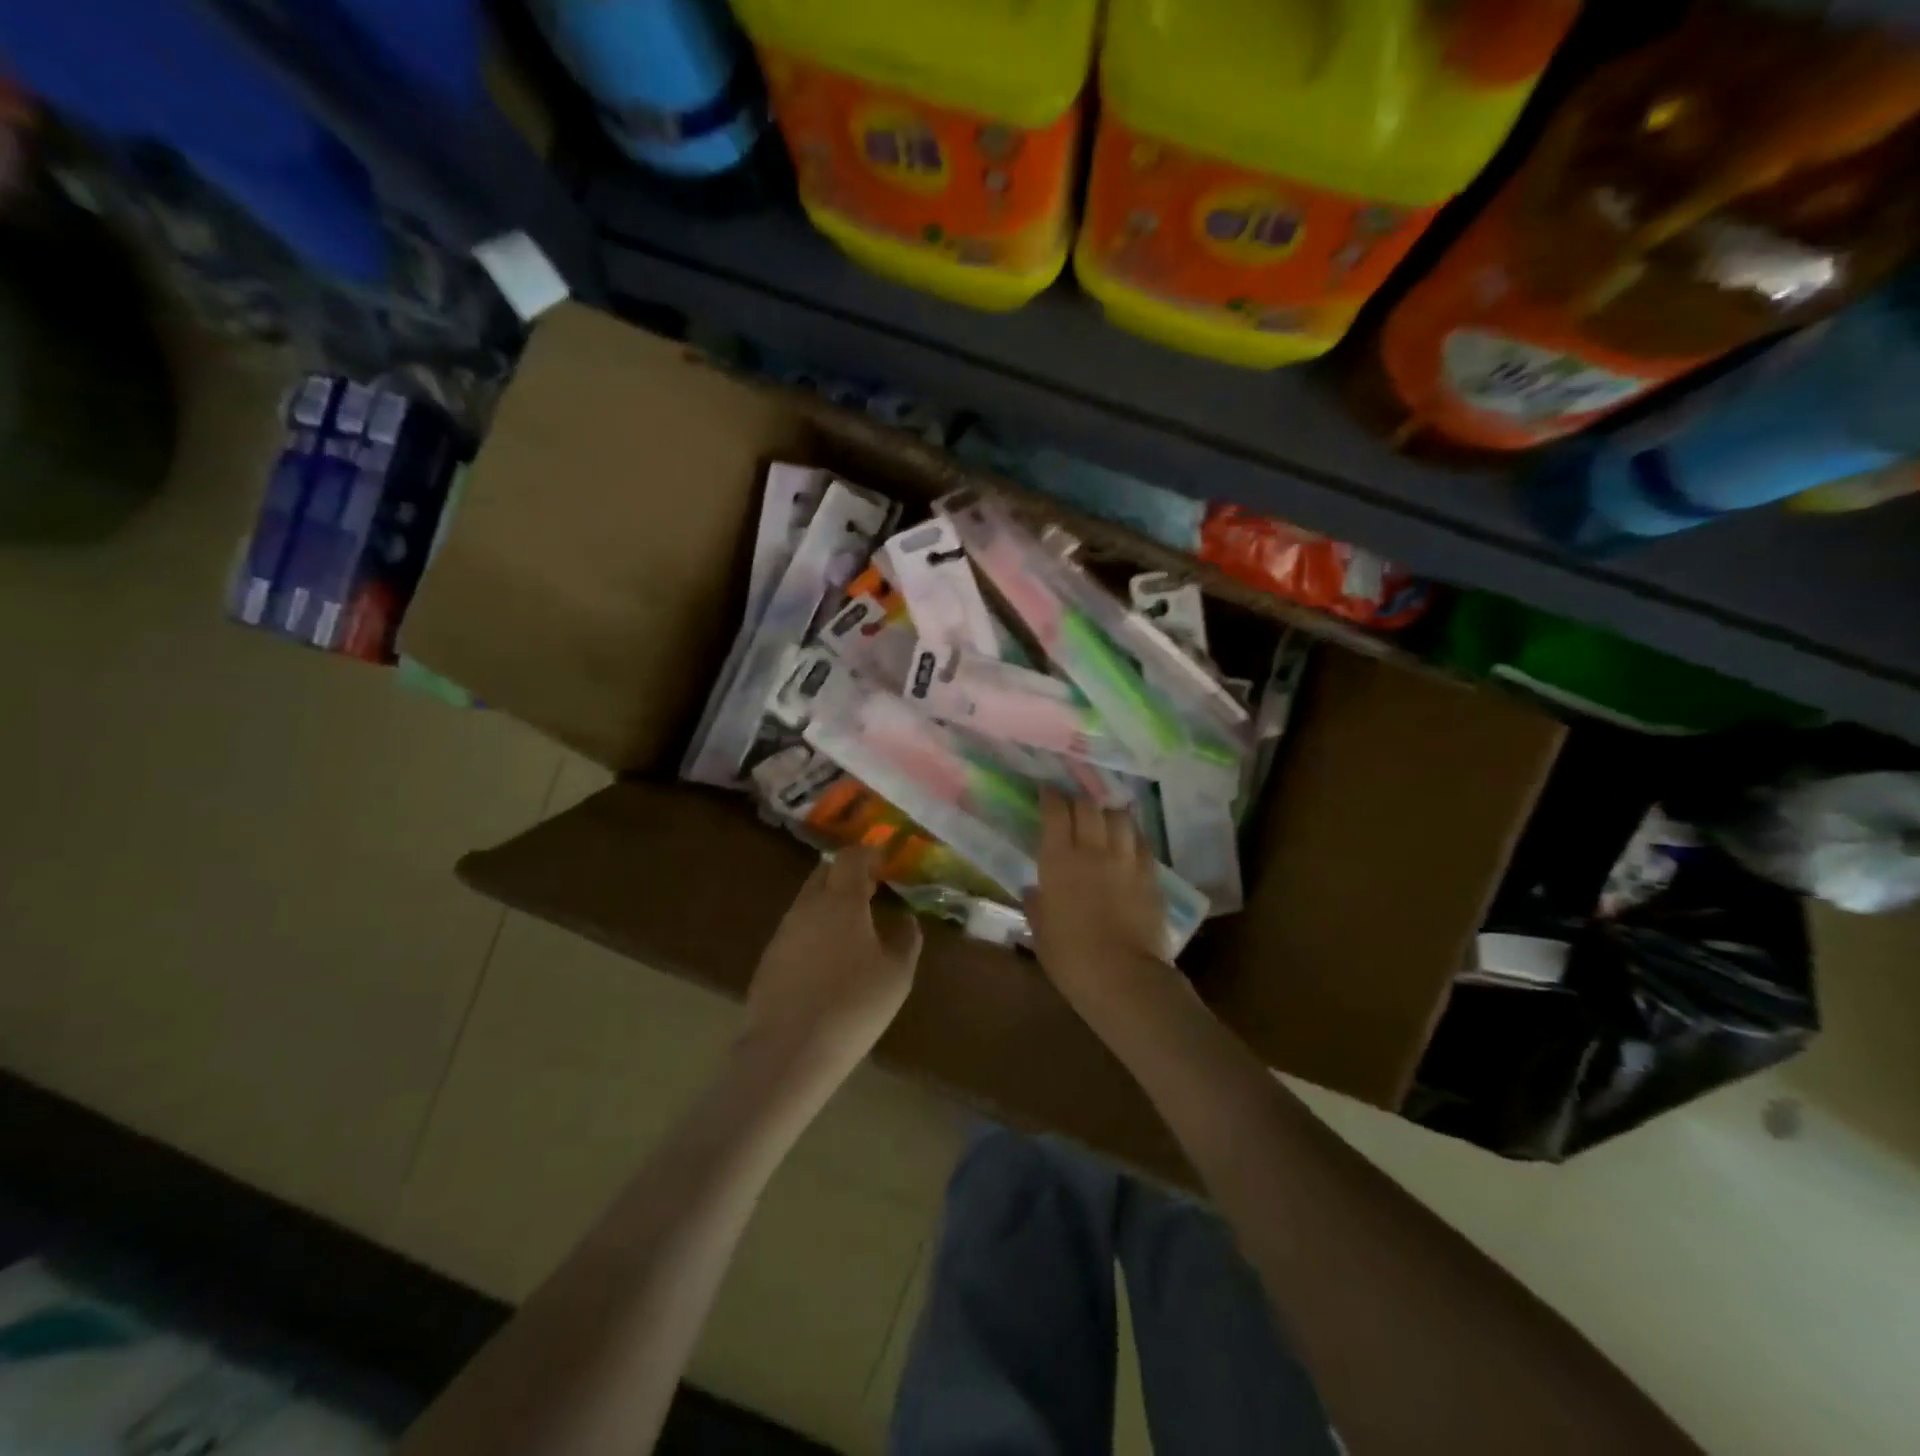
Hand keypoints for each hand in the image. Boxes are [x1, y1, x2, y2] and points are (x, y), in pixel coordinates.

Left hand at [739, 845, 921, 1096]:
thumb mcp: (897, 974)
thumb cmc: (854, 1005)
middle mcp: (807, 906)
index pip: (851, 857)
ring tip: (852, 926)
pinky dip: (814, 930)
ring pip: (807, 902)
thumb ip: (906, 939)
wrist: (790, 1050)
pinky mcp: (768, 959)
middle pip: (824, 873)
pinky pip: (796, 930)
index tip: (884, 860)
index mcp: (841, 900)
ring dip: (829, 903)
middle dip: (847, 874)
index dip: (868, 853)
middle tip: (870, 889)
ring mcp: (783, 932)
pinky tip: (827, 959)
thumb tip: (907, 919)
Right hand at [1026, 790, 1177, 1014]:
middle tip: (1073, 804)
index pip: (1055, 812)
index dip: (1050, 796)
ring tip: (1104, 818)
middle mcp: (1093, 850)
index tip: (1047, 791)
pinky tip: (1129, 842)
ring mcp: (1126, 860)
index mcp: (1059, 860)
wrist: (1123, 977)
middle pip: (1089, 806)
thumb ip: (1036, 905)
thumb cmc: (1071, 957)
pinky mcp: (1151, 875)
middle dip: (1079, 799)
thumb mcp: (1040, 932)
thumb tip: (1034, 891)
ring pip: (1120, 817)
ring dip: (1109, 812)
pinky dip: (1132, 836)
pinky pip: (1142, 842)